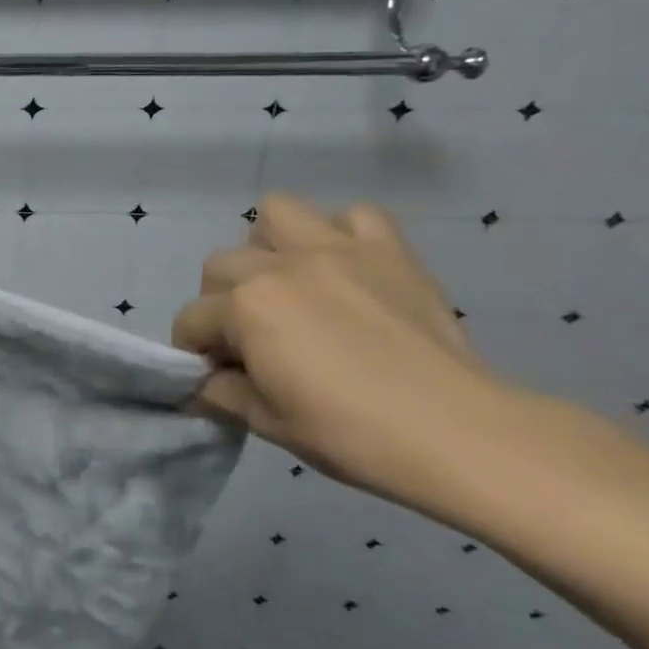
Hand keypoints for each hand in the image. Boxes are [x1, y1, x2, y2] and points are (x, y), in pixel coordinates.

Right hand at [172, 194, 508, 512]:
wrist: (458, 434)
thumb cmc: (351, 434)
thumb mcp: (267, 422)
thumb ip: (221, 393)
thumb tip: (203, 384)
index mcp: (245, 307)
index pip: (191, 319)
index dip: (194, 351)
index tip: (213, 375)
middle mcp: (280, 265)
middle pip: (220, 265)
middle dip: (220, 301)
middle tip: (249, 338)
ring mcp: (336, 249)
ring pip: (277, 214)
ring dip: (269, 246)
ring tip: (288, 283)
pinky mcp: (388, 250)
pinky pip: (355, 216)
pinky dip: (342, 234)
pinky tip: (346, 270)